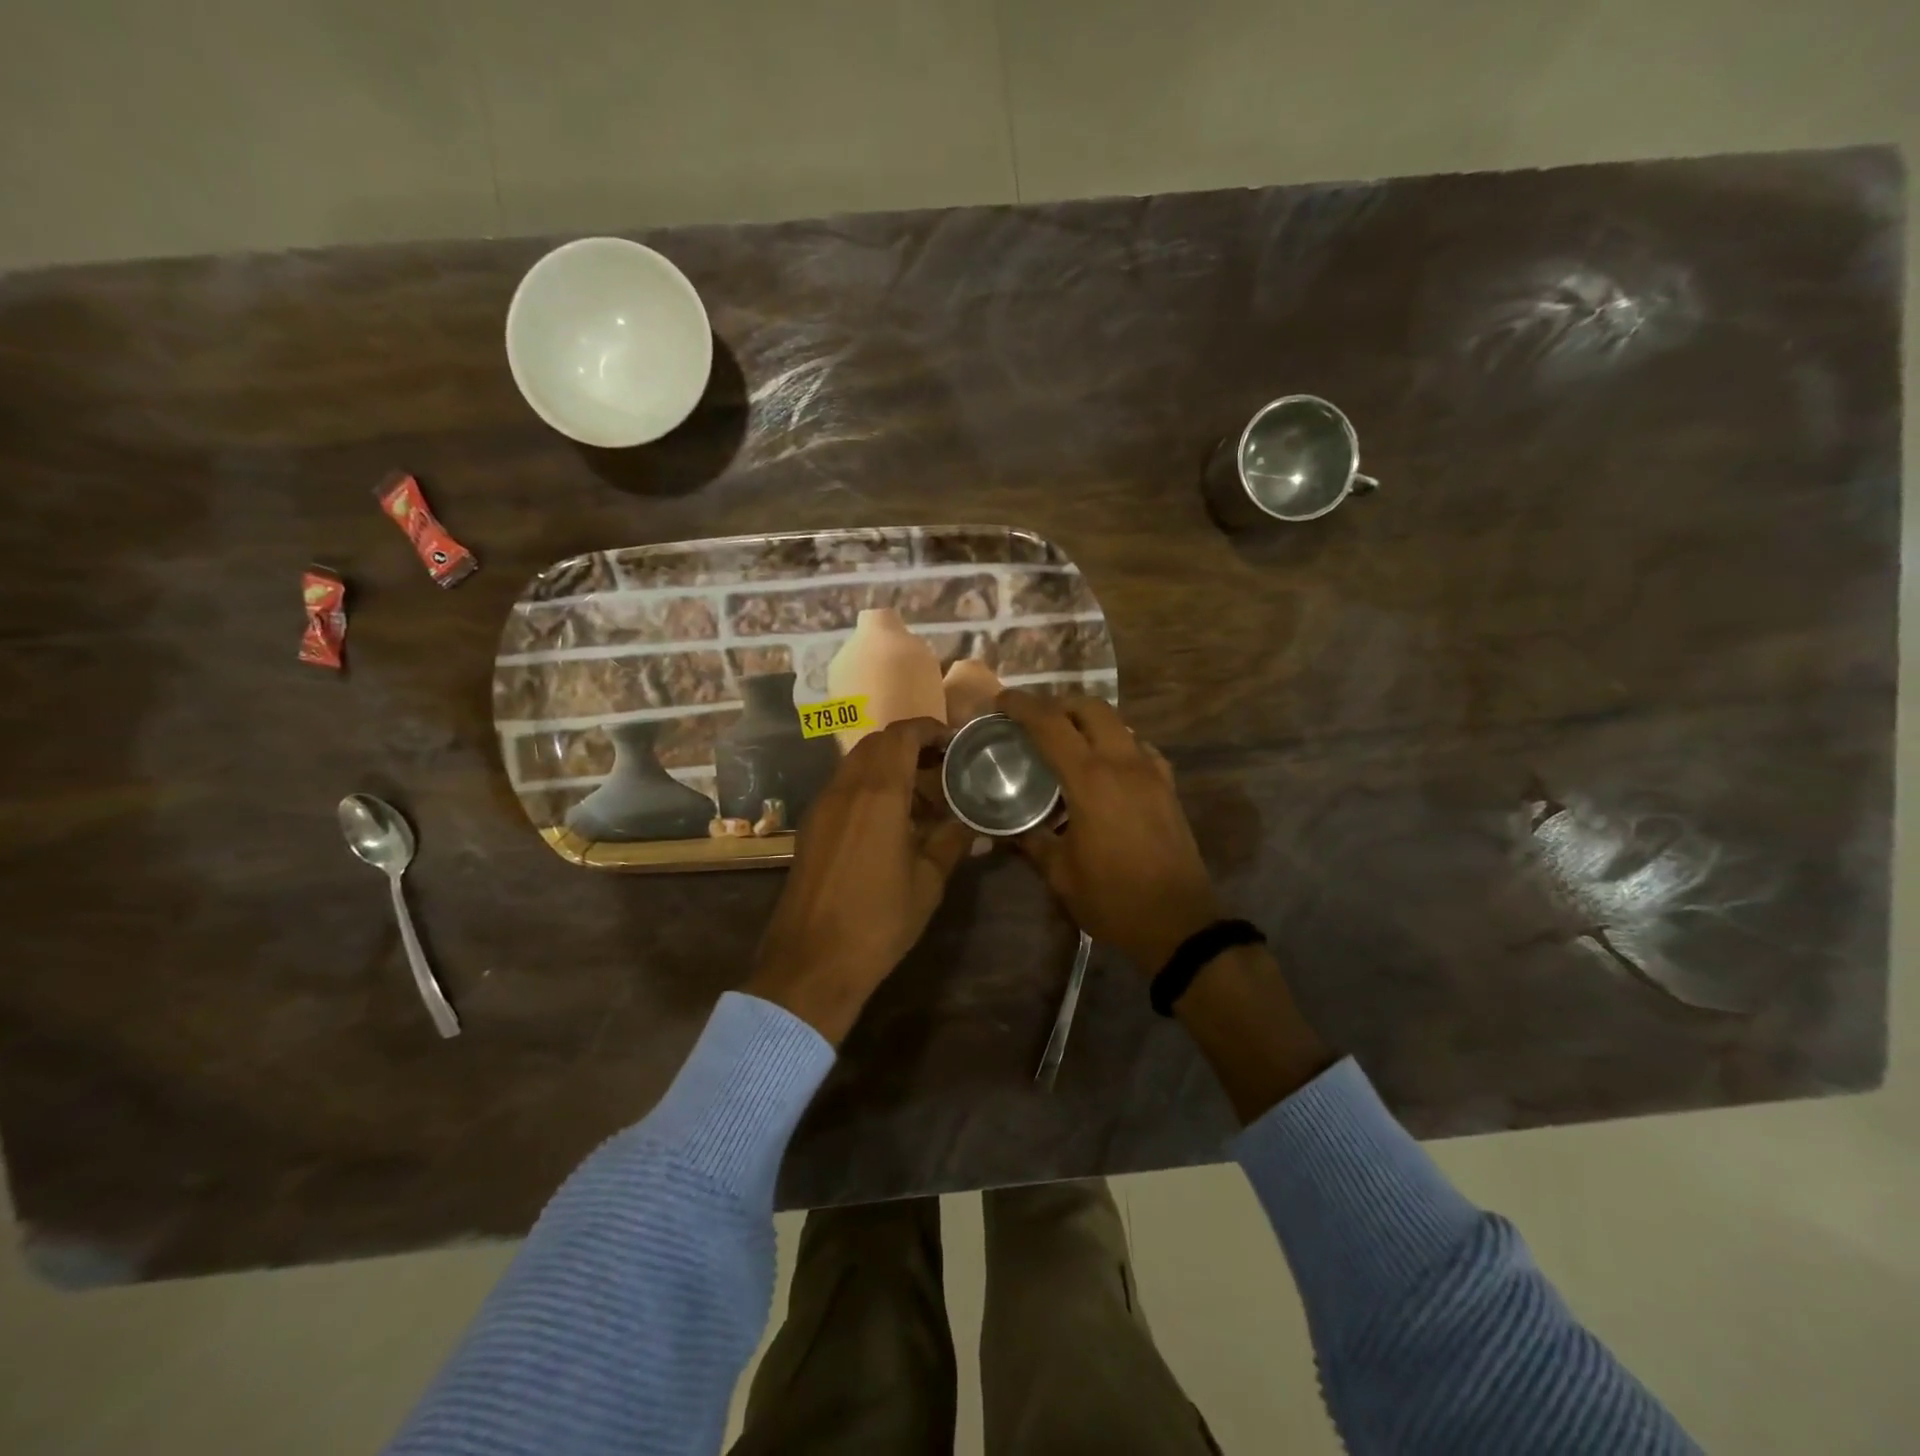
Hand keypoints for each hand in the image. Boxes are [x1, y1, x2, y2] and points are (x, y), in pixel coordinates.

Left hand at [746, 717, 973, 1043]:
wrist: (811, 962)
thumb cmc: (878, 921)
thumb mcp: (928, 881)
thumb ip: (953, 841)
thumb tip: (978, 825)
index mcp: (877, 793)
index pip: (902, 734)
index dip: (930, 729)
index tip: (955, 743)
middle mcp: (845, 788)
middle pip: (877, 743)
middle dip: (911, 746)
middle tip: (943, 769)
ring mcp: (823, 806)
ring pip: (857, 764)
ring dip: (889, 767)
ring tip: (922, 799)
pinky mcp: (812, 827)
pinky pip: (843, 787)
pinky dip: (869, 787)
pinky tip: (890, 822)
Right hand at [998, 690, 1222, 973]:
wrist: (1179, 923)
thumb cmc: (1113, 899)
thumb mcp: (1061, 874)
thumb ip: (1032, 841)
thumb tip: (1007, 829)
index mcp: (1091, 780)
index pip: (1051, 724)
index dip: (1023, 706)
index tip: (1002, 701)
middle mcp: (1124, 763)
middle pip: (1091, 708)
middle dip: (1059, 704)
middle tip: (1034, 720)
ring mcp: (1152, 771)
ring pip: (1118, 723)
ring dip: (1088, 721)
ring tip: (1065, 741)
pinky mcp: (1168, 786)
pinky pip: (1138, 746)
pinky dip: (1115, 742)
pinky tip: (1103, 767)